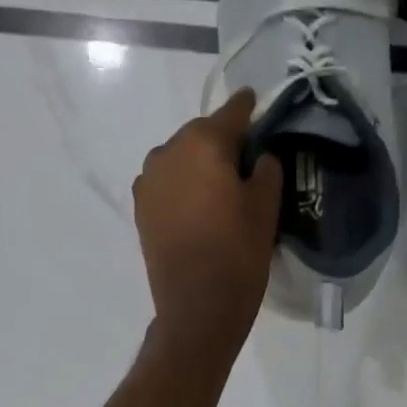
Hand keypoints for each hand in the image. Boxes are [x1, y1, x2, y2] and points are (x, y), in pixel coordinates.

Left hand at [133, 91, 282, 357]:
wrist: (196, 306)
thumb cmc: (238, 252)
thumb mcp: (266, 206)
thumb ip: (266, 167)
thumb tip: (258, 155)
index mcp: (202, 143)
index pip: (231, 113)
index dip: (247, 107)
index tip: (256, 100)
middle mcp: (168, 151)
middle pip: (201, 134)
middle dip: (222, 139)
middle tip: (246, 156)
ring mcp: (148, 179)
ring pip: (181, 156)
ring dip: (200, 161)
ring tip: (222, 183)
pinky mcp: (140, 206)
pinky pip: (167, 180)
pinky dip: (183, 182)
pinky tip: (199, 201)